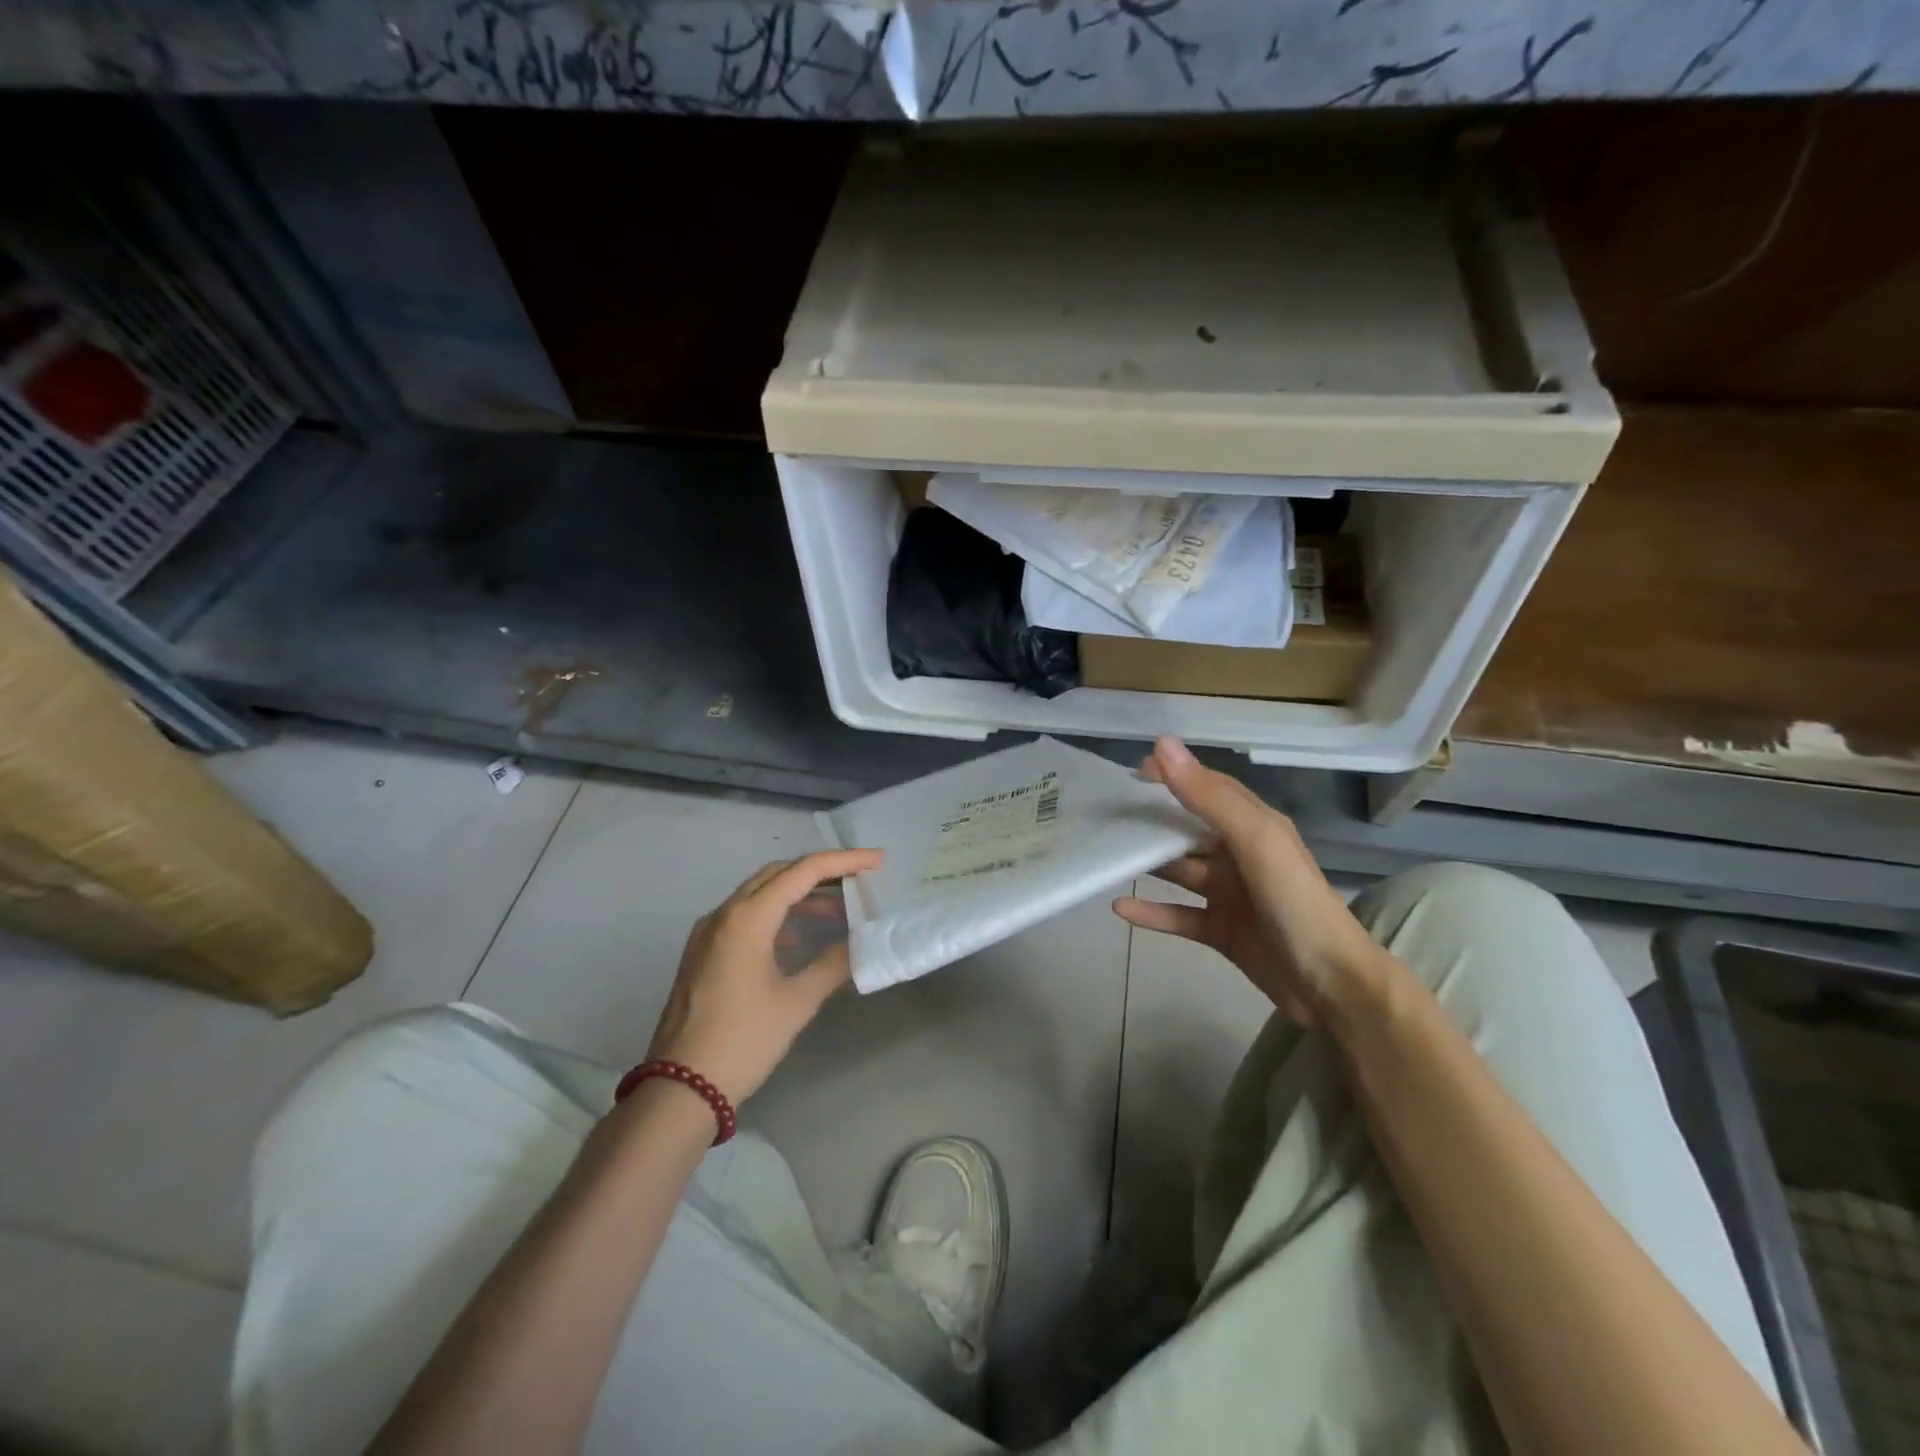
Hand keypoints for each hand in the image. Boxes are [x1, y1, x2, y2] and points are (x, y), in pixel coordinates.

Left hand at [648, 849, 881, 1103]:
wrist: (680, 1089)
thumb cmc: (742, 1041)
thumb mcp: (796, 1003)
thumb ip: (833, 964)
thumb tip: (863, 943)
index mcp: (747, 919)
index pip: (803, 872)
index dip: (844, 861)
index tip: (878, 861)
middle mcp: (724, 914)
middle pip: (778, 873)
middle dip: (821, 871)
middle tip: (859, 878)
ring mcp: (708, 932)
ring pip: (759, 892)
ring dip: (798, 892)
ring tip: (838, 907)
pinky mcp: (703, 952)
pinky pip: (745, 915)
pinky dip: (777, 913)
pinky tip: (799, 936)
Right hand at [1113, 738, 1389, 1023]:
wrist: (1330, 985)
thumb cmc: (1295, 903)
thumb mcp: (1256, 842)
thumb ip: (1209, 797)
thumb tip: (1163, 746)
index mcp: (1255, 826)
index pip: (1209, 788)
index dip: (1175, 775)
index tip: (1132, 772)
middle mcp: (1240, 855)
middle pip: (1188, 830)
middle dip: (1153, 820)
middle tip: (1107, 815)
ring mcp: (1230, 895)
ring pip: (1180, 871)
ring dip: (1148, 863)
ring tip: (1106, 855)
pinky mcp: (1221, 931)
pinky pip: (1178, 915)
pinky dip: (1151, 911)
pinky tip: (1119, 907)